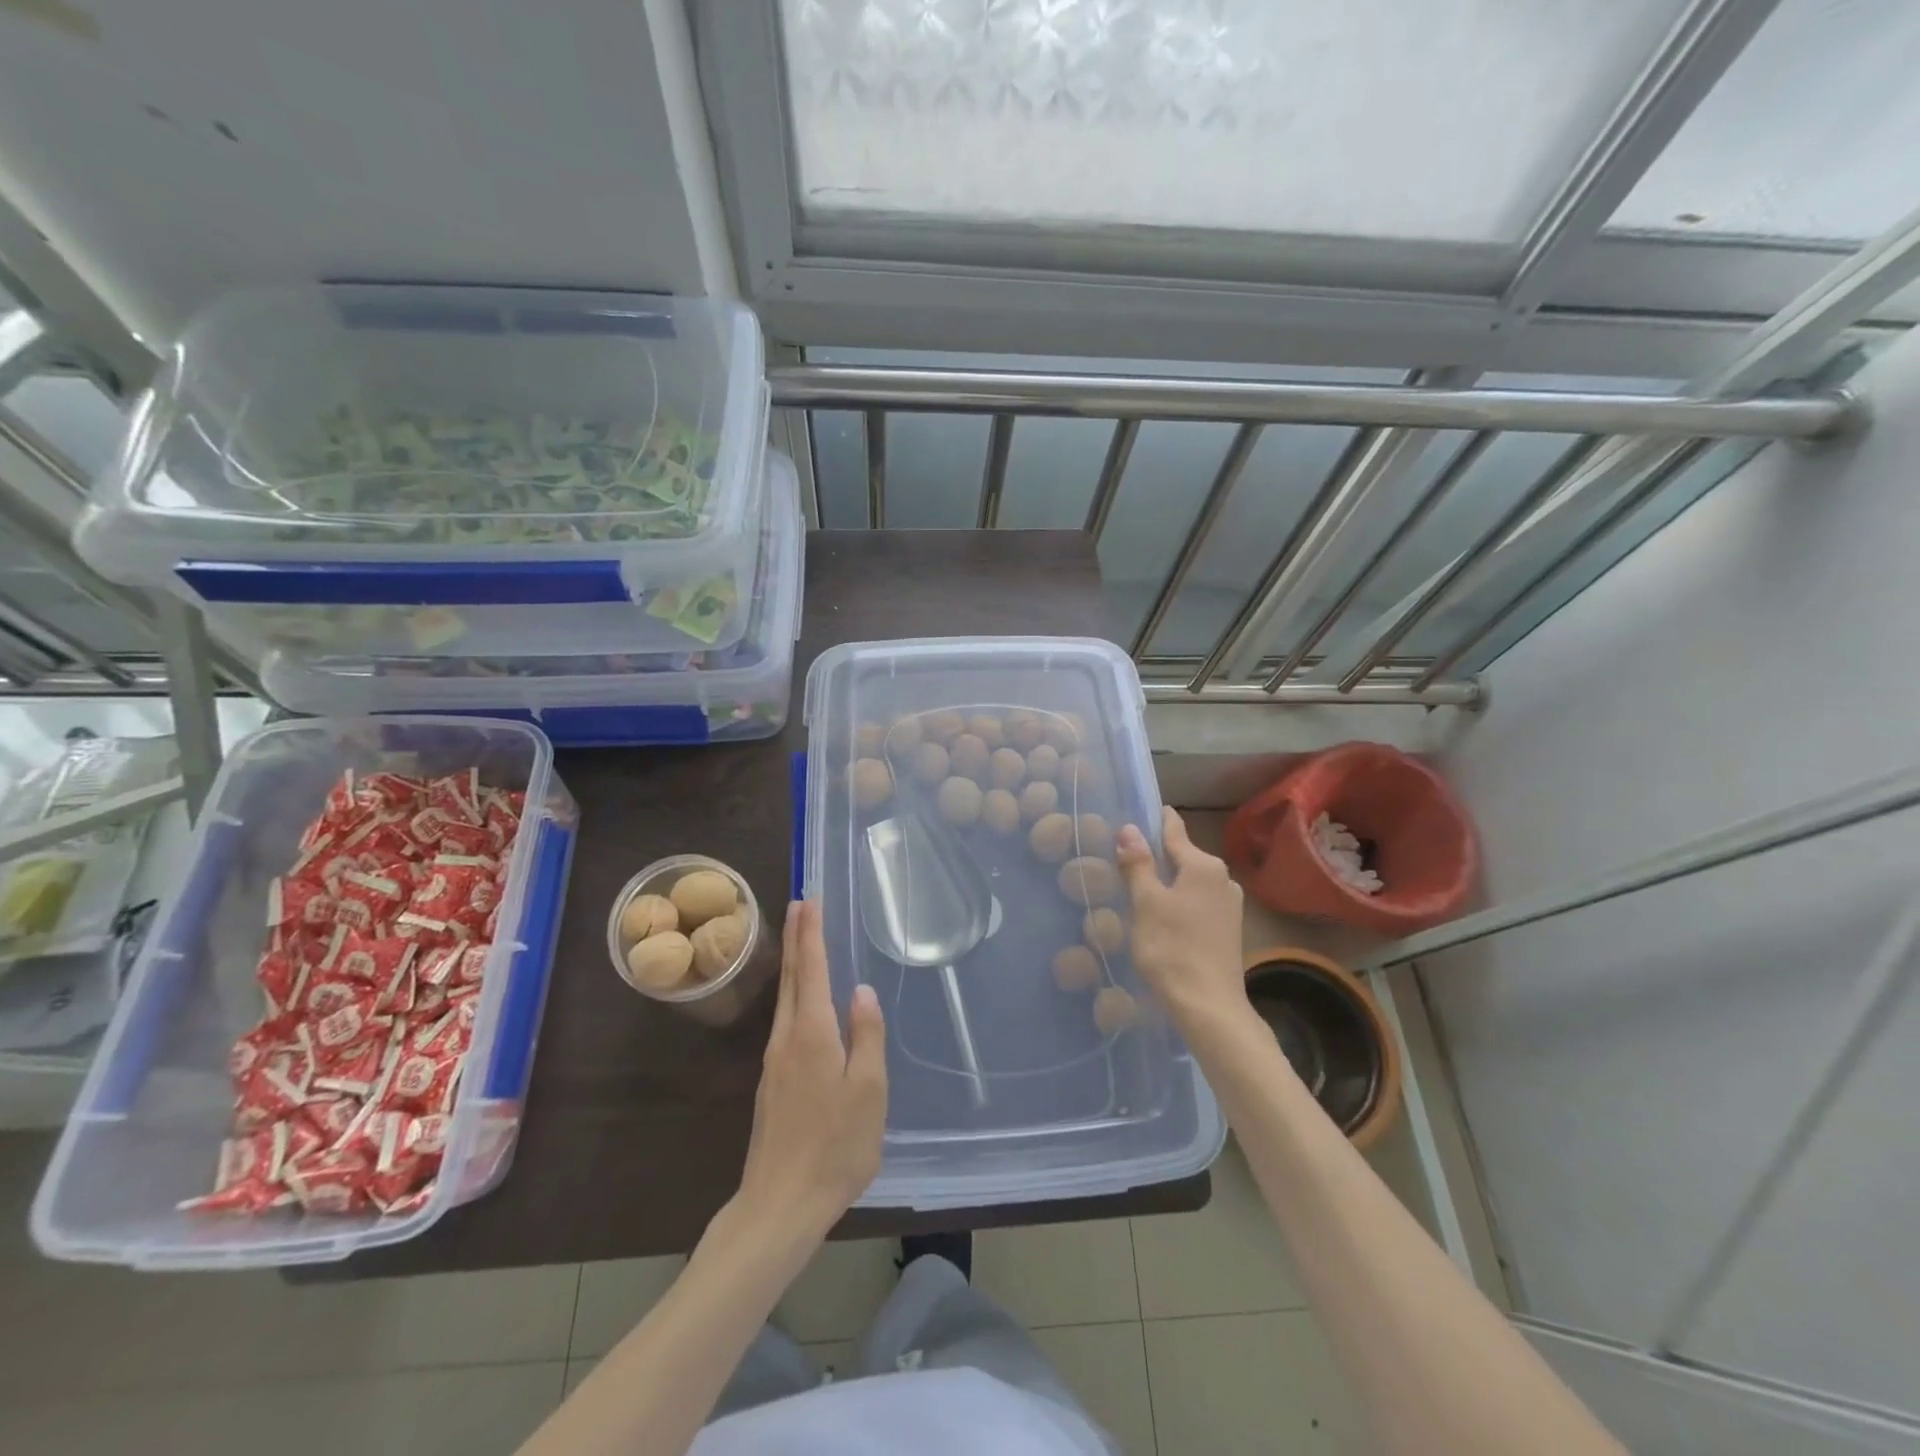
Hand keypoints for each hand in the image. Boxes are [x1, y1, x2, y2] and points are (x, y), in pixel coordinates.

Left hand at [733, 901, 886, 1243]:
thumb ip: (866, 1036)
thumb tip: (862, 990)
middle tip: (799, 903)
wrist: (780, 1204)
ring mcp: (774, 1061)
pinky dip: (791, 992)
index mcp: (813, 1034)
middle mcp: (787, 1038)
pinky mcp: (771, 1082)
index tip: (809, 901)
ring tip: (799, 938)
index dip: (811, 934)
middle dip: (795, 937)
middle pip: (790, 977)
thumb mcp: (868, 1091)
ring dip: (791, 962)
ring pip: (783, 997)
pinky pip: (783, 1020)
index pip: (811, 970)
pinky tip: (800, 999)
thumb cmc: (835, 1146)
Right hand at [1117, 807, 1248, 1029]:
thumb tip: (1129, 828)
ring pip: (1190, 880)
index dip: (1155, 820)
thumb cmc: (1172, 948)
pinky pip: (1198, 901)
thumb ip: (1138, 863)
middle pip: (1183, 855)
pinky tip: (1161, 914)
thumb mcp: (1145, 903)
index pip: (1174, 830)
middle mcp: (1222, 877)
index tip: (1137, 811)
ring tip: (1139, 885)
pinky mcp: (1229, 928)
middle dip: (1157, 854)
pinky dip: (1179, 900)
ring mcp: (1230, 904)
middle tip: (1126, 854)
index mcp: (1203, 865)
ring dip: (1168, 880)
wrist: (1209, 1006)